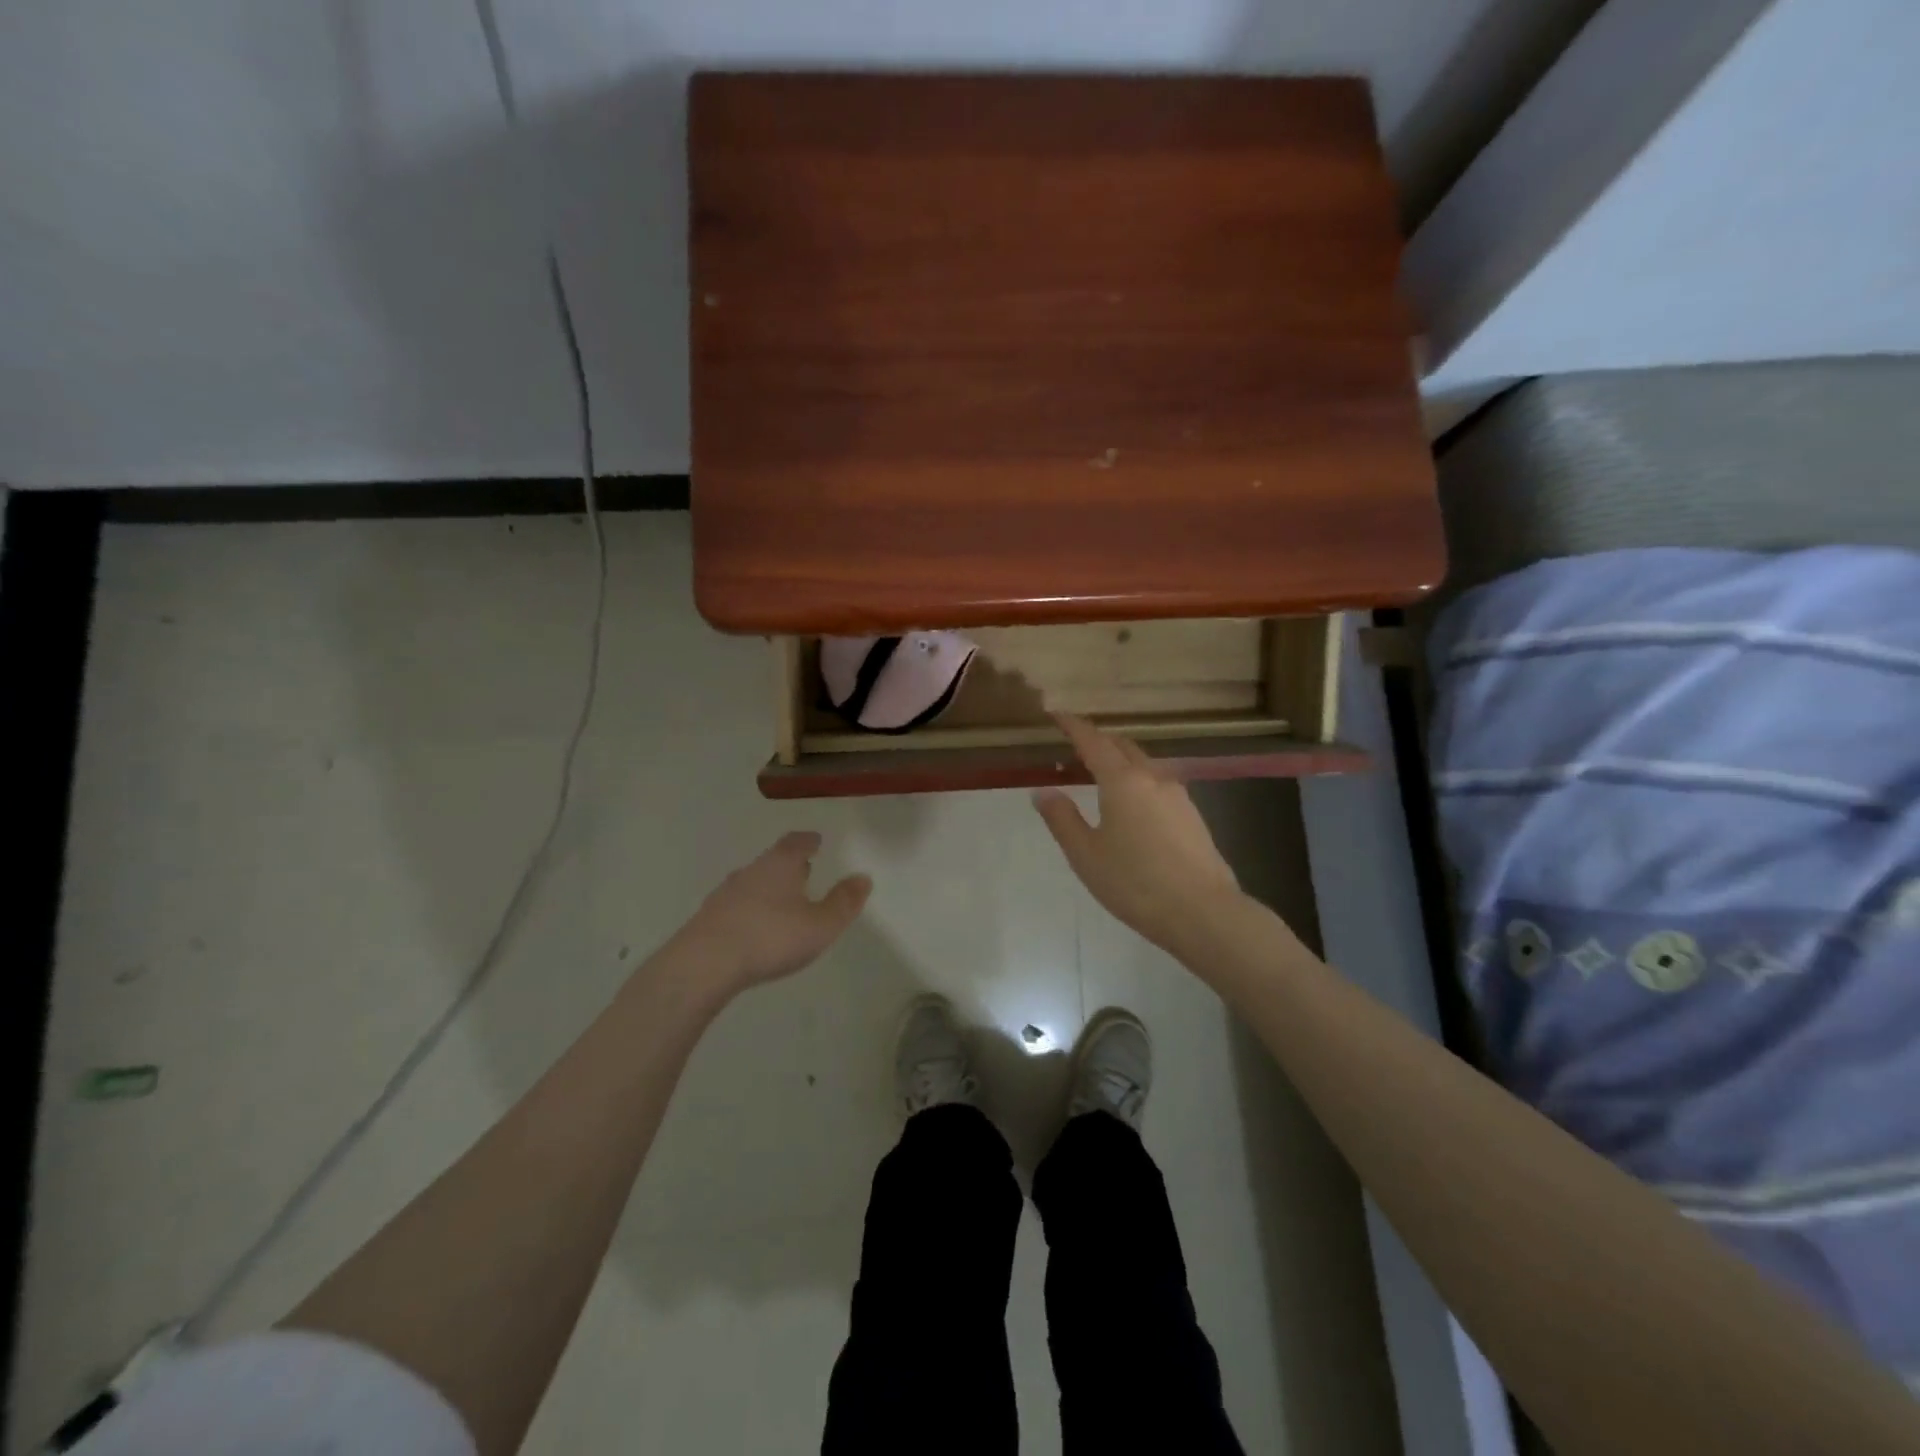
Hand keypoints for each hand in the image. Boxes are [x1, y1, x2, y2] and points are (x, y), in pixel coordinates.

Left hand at [669, 832, 871, 998]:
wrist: (704, 964)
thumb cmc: (771, 937)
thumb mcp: (820, 924)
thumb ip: (843, 902)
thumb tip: (863, 877)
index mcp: (780, 864)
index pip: (796, 842)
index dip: (808, 841)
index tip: (816, 841)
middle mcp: (751, 871)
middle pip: (773, 860)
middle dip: (789, 865)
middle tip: (804, 870)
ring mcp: (725, 894)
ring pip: (753, 882)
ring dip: (768, 887)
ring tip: (781, 901)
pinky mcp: (707, 918)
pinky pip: (736, 905)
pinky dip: (750, 909)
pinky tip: (754, 926)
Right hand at [1034, 715, 1243, 954]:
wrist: (1202, 912)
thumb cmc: (1135, 883)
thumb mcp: (1086, 854)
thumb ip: (1062, 819)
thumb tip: (1043, 791)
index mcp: (1122, 781)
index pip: (1093, 741)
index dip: (1073, 726)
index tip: (1057, 715)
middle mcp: (1152, 778)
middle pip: (1122, 746)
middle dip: (1097, 740)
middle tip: (1074, 747)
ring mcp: (1178, 795)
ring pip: (1143, 763)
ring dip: (1119, 760)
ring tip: (1100, 775)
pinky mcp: (1192, 814)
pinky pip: (1157, 783)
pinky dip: (1137, 779)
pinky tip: (1131, 804)